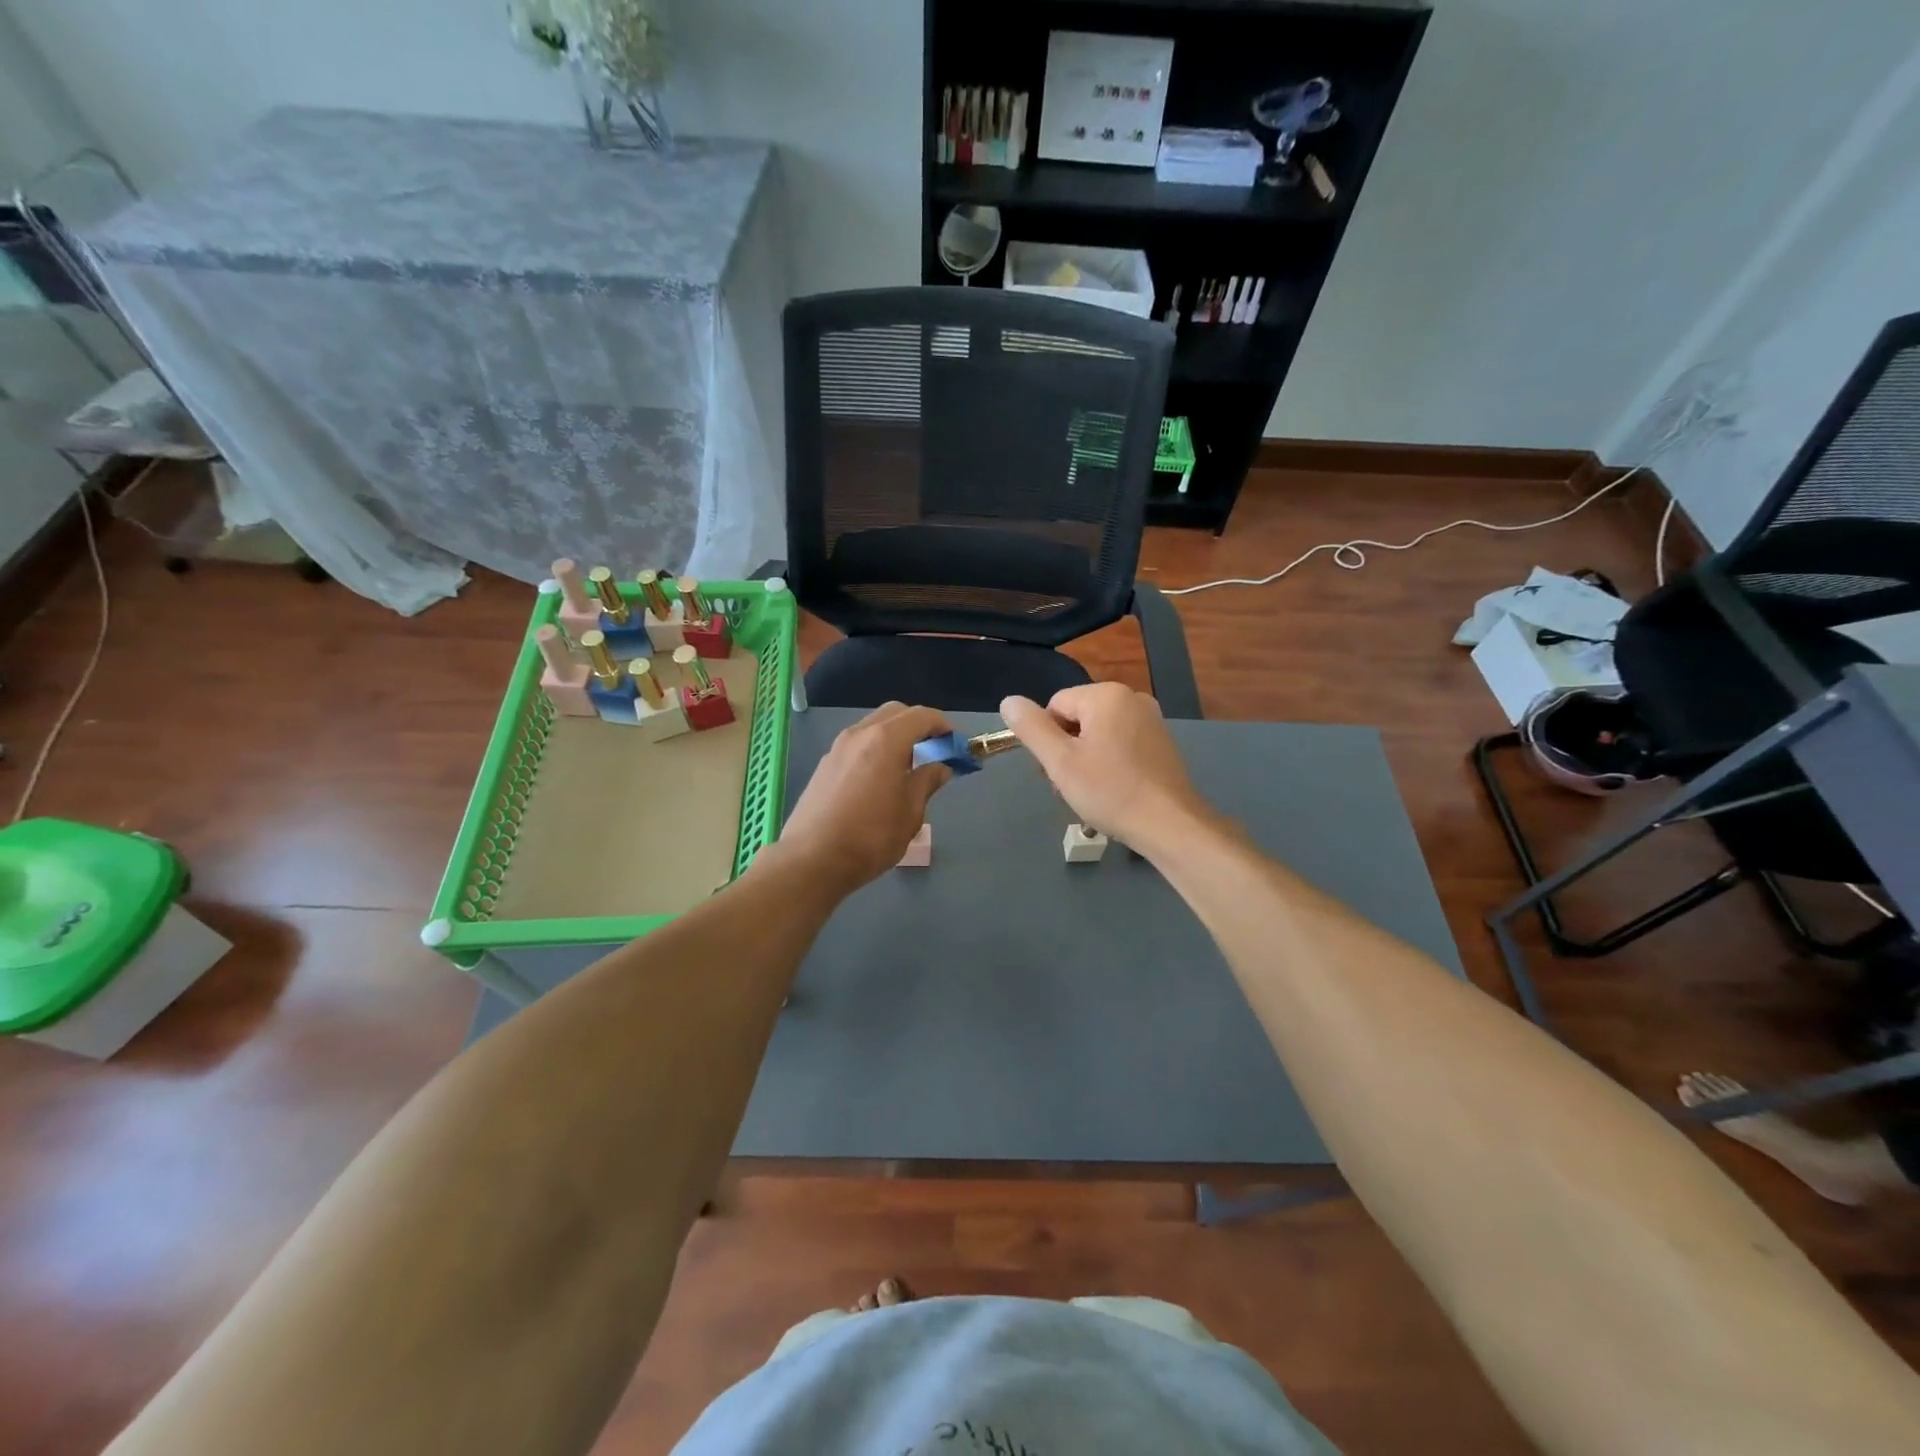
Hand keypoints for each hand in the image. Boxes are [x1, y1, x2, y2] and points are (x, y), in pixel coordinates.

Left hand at [773, 702, 953, 894]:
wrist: (811, 860)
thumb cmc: (870, 837)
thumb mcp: (910, 813)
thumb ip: (927, 782)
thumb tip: (940, 767)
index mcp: (886, 740)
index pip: (921, 716)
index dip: (943, 726)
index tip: (955, 744)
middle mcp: (859, 734)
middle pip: (895, 713)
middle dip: (918, 725)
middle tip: (934, 750)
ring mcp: (838, 748)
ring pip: (873, 726)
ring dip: (895, 736)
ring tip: (908, 766)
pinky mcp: (824, 764)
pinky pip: (857, 743)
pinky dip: (876, 748)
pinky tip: (881, 778)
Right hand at [1000, 684, 1213, 853]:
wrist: (1170, 825)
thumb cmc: (1110, 791)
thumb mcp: (1060, 761)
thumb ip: (1031, 728)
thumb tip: (1008, 701)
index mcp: (1106, 695)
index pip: (1055, 706)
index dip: (1047, 740)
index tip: (1055, 771)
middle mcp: (1131, 698)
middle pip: (1077, 718)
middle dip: (1066, 750)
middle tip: (1071, 787)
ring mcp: (1151, 720)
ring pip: (1098, 734)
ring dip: (1085, 760)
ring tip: (1092, 793)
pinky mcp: (1161, 743)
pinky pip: (1121, 744)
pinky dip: (1110, 764)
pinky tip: (1113, 791)